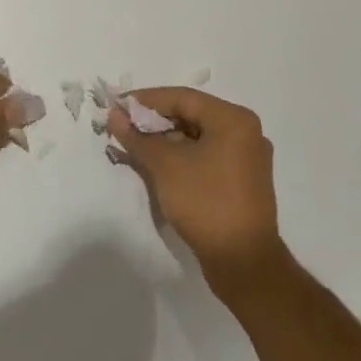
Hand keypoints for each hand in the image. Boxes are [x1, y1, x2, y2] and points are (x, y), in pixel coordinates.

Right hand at [110, 88, 283, 287]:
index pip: (182, 98)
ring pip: (197, 138)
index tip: (117, 106)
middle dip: (154, 121)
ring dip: (165, 140)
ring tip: (134, 146)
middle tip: (123, 126)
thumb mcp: (165, 165)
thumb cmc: (205, 202)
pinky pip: (206, 156)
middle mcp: (245, 132)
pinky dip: (181, 157)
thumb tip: (114, 115)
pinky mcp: (241, 182)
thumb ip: (138, 136)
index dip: (146, 100)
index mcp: (234, 119)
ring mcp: (246, 158)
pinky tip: (157, 165)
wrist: (243, 262)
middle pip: (191, 115)